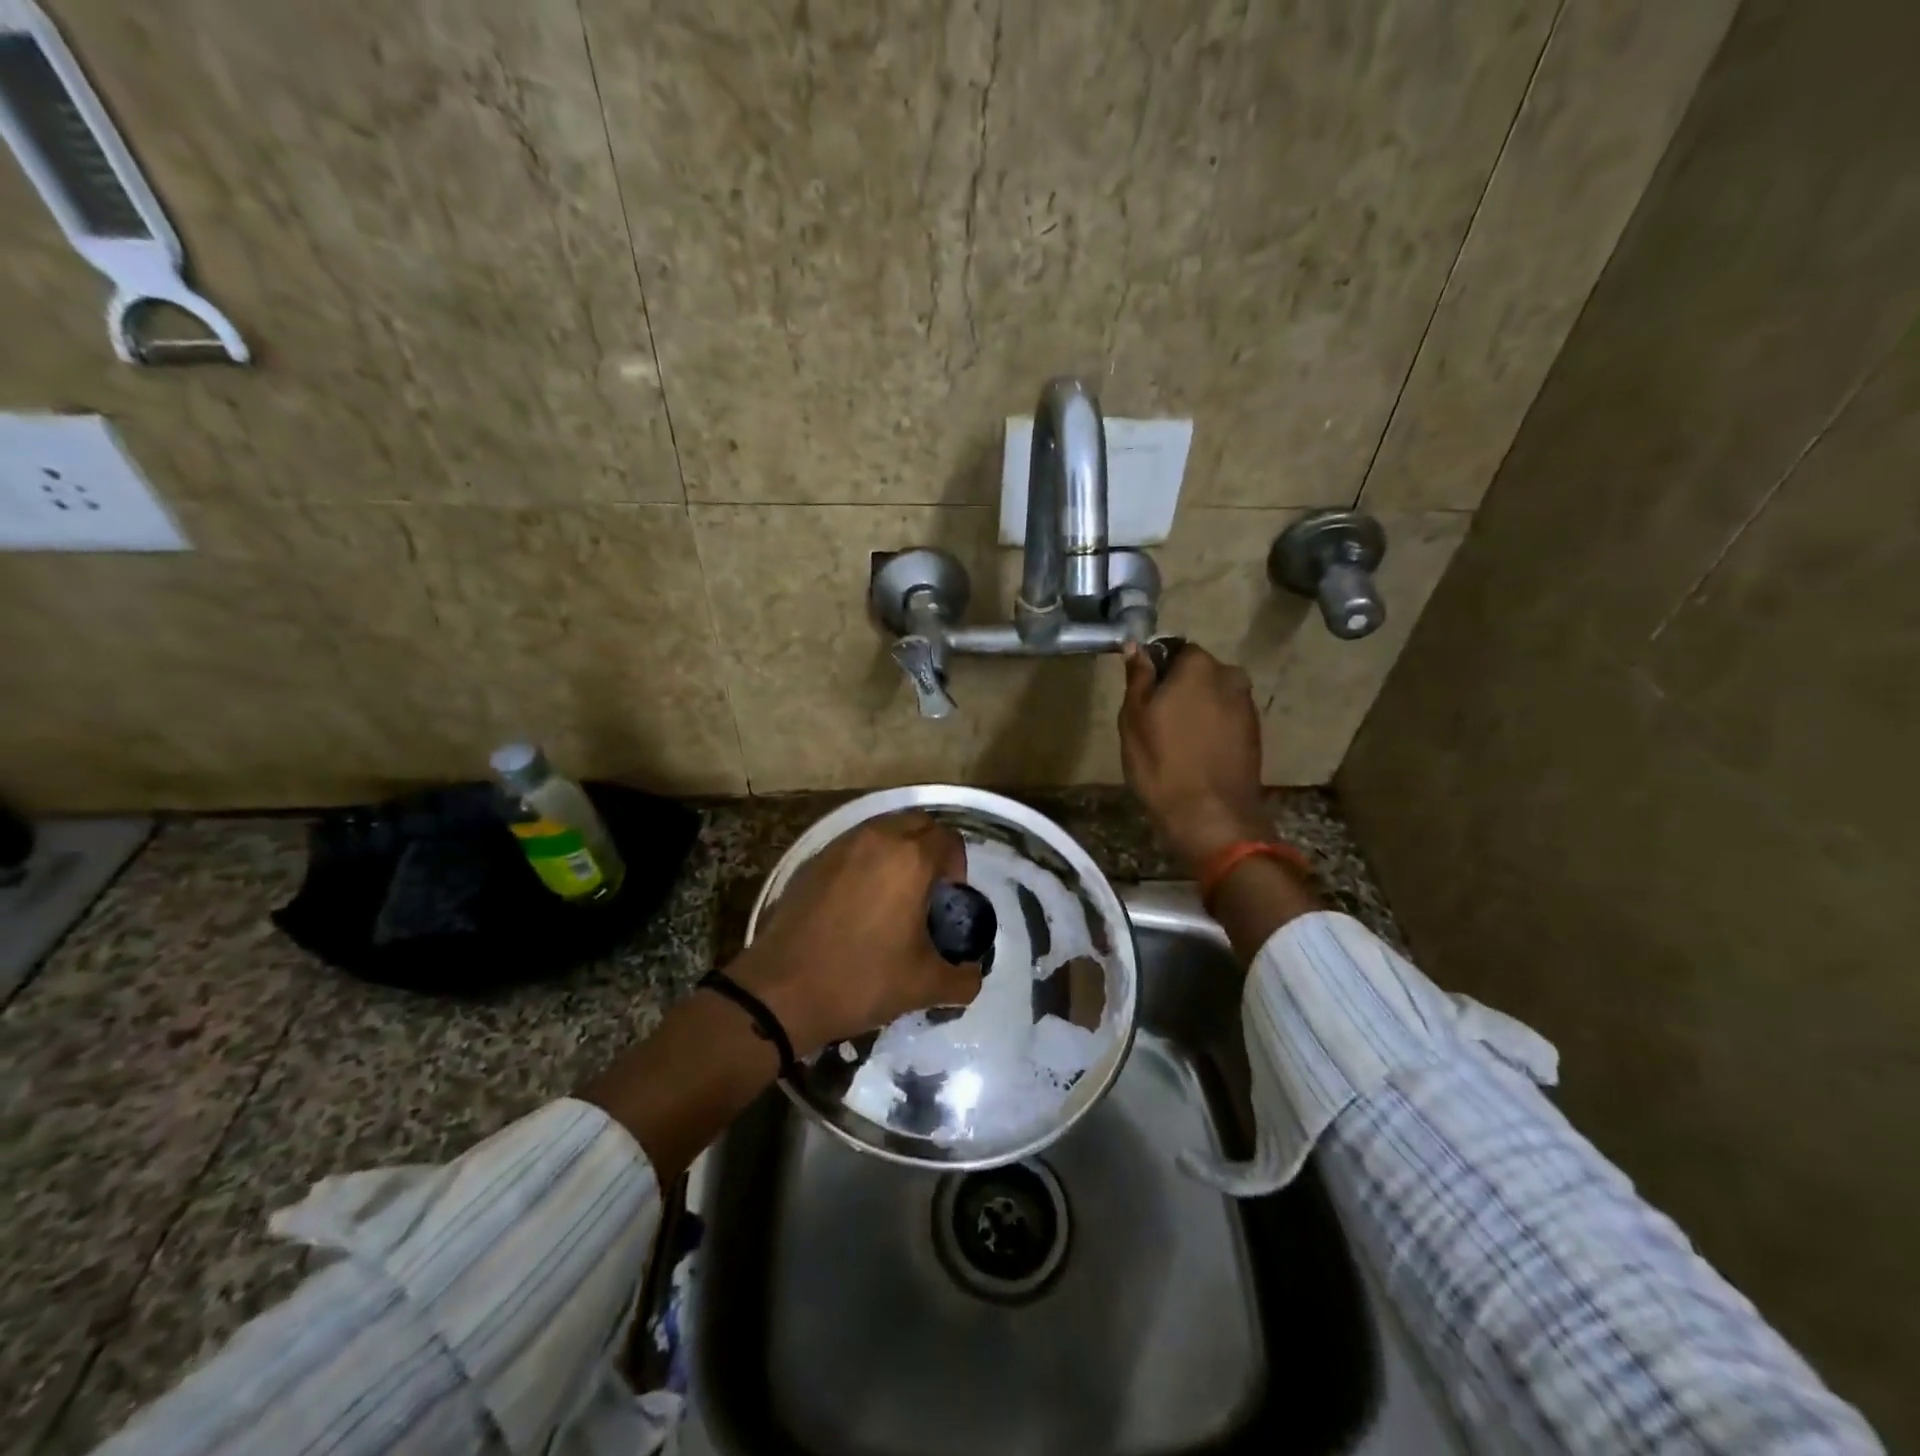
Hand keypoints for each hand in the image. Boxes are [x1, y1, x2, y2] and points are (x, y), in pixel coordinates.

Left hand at [731, 812, 983, 1056]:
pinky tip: (859, 901)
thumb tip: (971, 975)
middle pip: (918, 823)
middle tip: (928, 891)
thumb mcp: (924, 986)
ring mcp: (840, 846)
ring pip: (883, 829)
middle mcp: (877, 838)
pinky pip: (853, 845)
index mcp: (910, 858)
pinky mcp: (813, 860)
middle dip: (931, 849)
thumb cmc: (861, 980)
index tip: (949, 900)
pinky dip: (866, 859)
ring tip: (894, 894)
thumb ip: (962, 978)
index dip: (957, 867)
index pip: (949, 839)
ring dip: (898, 850)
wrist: (781, 990)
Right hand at [1119, 642, 1270, 873]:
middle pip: (1198, 673)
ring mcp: (1247, 707)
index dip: (1157, 669)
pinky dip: (1211, 729)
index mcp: (1200, 666)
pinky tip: (1195, 754)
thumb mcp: (1134, 717)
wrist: (1210, 815)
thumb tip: (1136, 646)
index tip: (1143, 696)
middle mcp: (1231, 677)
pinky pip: (1225, 720)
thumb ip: (1139, 677)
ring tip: (1175, 741)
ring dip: (1197, 710)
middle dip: (1179, 689)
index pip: (1175, 649)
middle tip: (1156, 720)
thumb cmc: (1162, 761)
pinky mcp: (1255, 735)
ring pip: (1213, 697)